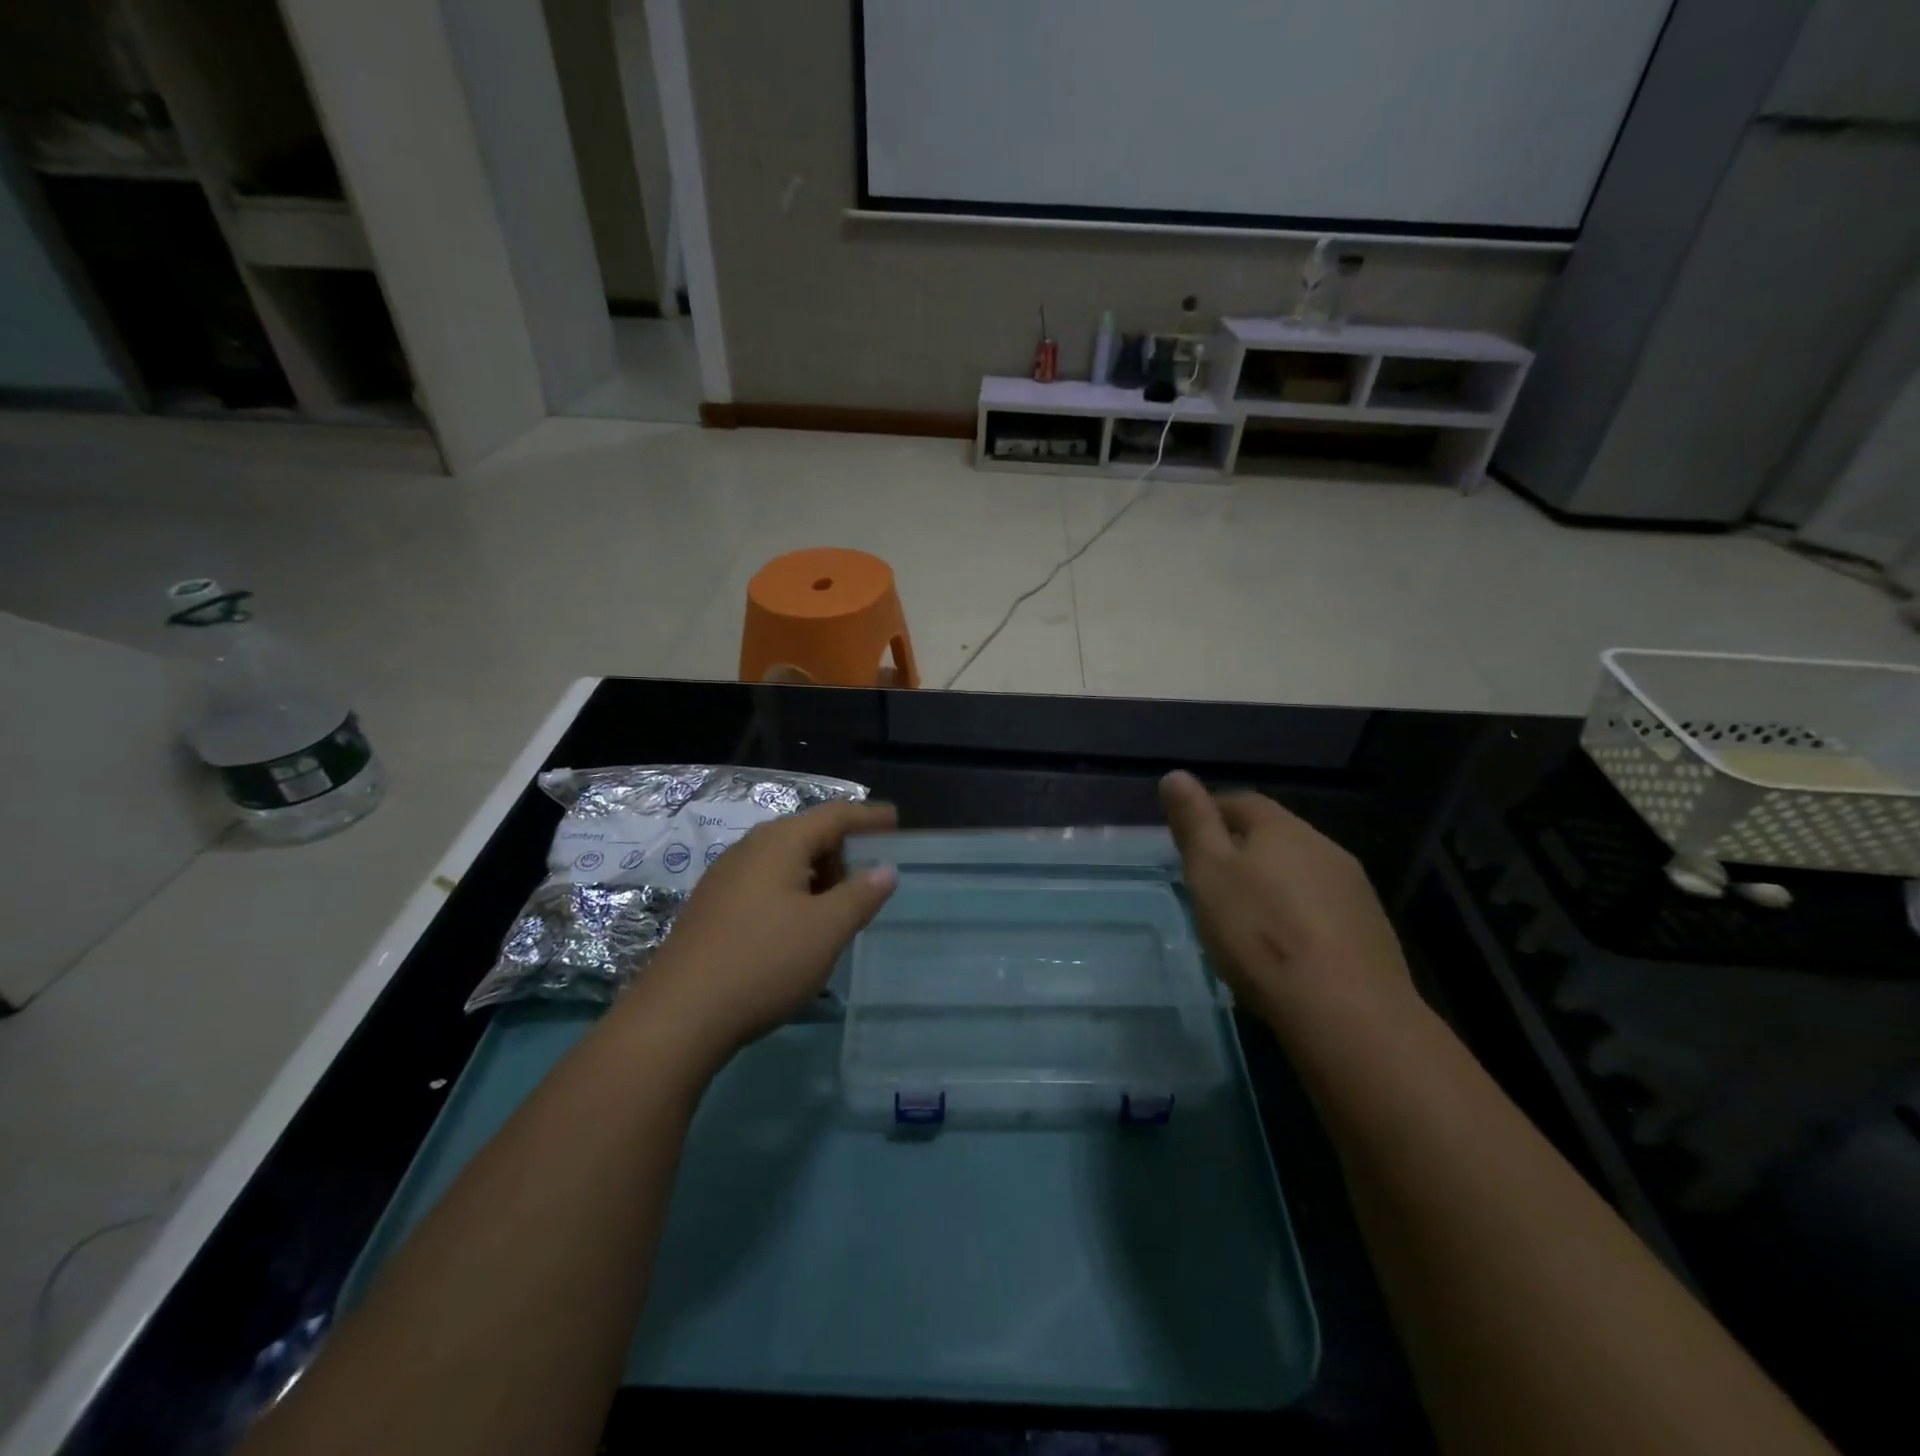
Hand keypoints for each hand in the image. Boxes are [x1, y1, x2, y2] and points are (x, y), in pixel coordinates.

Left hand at [625, 800, 898, 1060]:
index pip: (835, 816)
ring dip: (818, 877)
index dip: (868, 817)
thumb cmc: (764, 962)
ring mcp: (724, 879)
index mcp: (780, 842)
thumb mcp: (827, 929)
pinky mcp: (711, 908)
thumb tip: (885, 869)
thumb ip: (861, 894)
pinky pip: (764, 885)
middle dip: (843, 852)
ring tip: (839, 908)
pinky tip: (798, 928)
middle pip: (807, 835)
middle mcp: (749, 849)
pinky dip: (792, 894)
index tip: (895, 819)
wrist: (678, 1016)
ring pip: (784, 863)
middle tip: (870, 879)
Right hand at [1159, 770, 1411, 1033]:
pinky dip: (1299, 917)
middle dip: (1242, 850)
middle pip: (1274, 836)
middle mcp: (1323, 847)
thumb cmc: (1260, 933)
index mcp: (1281, 828)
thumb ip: (1194, 824)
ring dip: (1273, 885)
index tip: (1188, 839)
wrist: (1346, 1011)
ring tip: (1246, 919)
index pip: (1241, 802)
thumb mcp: (1209, 873)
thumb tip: (1176, 774)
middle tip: (1211, 882)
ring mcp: (1353, 889)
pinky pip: (1322, 909)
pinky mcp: (1371, 930)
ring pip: (1301, 873)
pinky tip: (1286, 948)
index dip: (1211, 813)